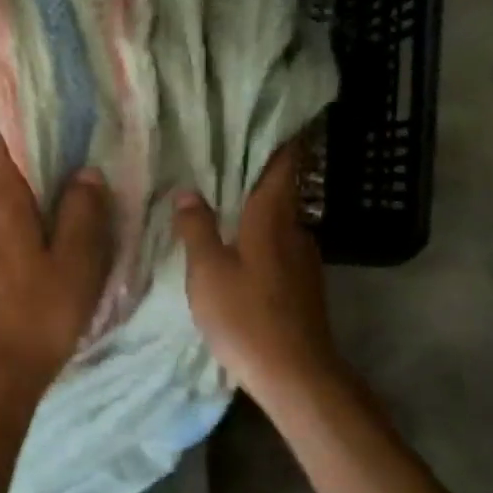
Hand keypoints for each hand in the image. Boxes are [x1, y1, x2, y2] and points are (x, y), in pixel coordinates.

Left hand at [0, 131, 111, 397]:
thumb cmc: (40, 316)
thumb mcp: (78, 265)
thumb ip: (84, 212)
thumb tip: (85, 173)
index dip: (18, 128)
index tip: (42, 125)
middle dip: (17, 174)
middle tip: (53, 183)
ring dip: (4, 209)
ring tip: (36, 227)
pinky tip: (13, 265)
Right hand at [174, 142, 338, 401]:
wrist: (297, 374)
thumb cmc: (247, 317)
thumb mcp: (208, 272)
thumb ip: (197, 229)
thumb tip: (188, 193)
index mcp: (272, 218)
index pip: (283, 164)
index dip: (281, 138)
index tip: (270, 117)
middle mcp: (295, 230)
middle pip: (280, 191)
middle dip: (257, 174)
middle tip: (223, 160)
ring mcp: (304, 259)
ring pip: (279, 221)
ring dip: (257, 210)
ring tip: (224, 204)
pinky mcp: (305, 286)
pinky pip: (280, 247)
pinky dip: (261, 238)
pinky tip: (240, 251)